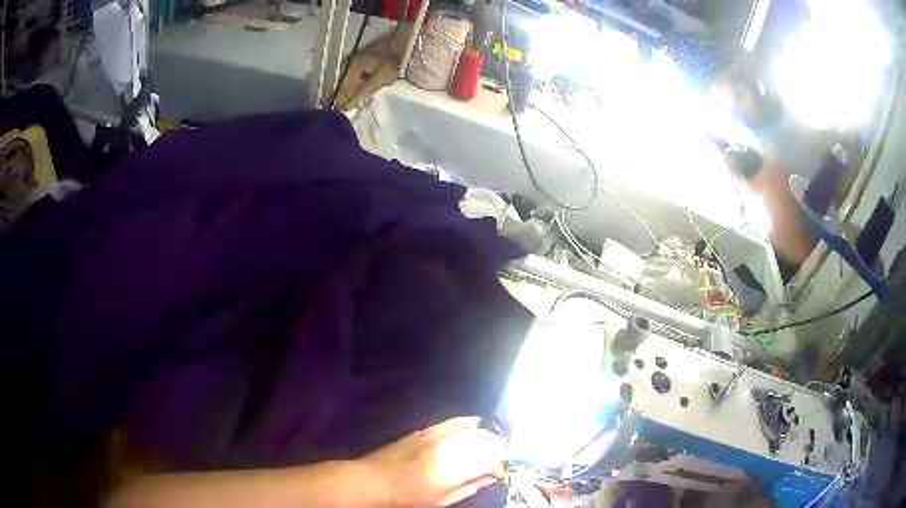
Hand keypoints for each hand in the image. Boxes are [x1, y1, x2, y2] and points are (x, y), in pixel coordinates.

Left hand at [359, 417, 505, 505]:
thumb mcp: (442, 500)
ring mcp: (434, 437)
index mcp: (453, 470)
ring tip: (491, 443)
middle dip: (496, 448)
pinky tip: (474, 422)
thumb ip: (470, 487)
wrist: (373, 481)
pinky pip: (450, 422)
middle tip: (500, 457)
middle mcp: (447, 449)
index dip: (499, 465)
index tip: (500, 472)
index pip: (489, 461)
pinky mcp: (424, 431)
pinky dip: (465, 422)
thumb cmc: (408, 498)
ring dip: (484, 436)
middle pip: (482, 442)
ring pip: (469, 430)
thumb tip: (491, 477)